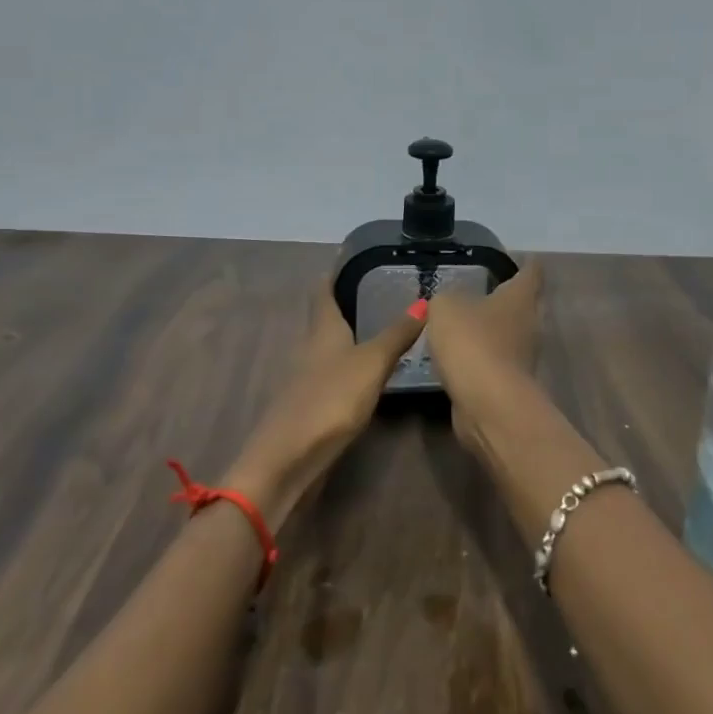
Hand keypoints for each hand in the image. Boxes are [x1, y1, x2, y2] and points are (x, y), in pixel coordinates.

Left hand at [223, 280, 424, 526]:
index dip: (335, 271)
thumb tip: (424, 301)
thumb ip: (397, 334)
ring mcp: (308, 378)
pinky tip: (367, 372)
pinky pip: (333, 372)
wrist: (288, 459)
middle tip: (378, 288)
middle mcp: (311, 348)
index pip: (324, 290)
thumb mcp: (371, 364)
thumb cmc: (330, 400)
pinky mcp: (312, 405)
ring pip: (329, 346)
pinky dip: (350, 363)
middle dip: (346, 302)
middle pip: (325, 317)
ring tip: (379, 325)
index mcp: (322, 330)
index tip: (350, 253)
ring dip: (349, 334)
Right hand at [424, 259, 543, 450]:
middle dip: (508, 298)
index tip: (522, 257)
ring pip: (510, 335)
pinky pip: (496, 361)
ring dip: (493, 330)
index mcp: (520, 298)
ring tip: (467, 323)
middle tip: (485, 290)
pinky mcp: (511, 383)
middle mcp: (530, 324)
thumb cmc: (472, 342)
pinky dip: (483, 357)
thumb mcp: (445, 308)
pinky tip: (461, 356)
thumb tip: (448, 303)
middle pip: (524, 305)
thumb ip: (445, 299)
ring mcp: (524, 356)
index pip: (531, 272)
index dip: (527, 263)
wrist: (488, 403)